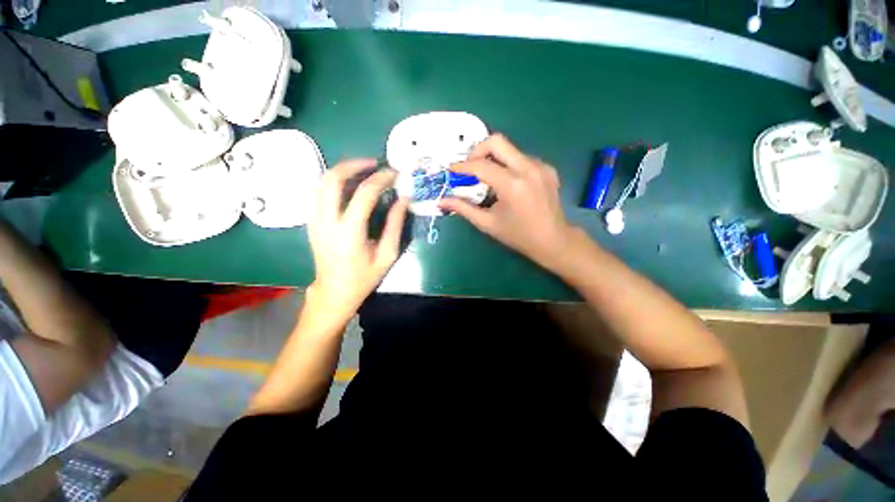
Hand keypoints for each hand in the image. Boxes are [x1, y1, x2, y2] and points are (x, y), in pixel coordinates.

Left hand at [308, 159, 408, 315]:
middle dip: (355, 165)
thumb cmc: (364, 277)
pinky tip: (350, 184)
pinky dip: (335, 181)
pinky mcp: (312, 221)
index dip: (382, 179)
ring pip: (322, 181)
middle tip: (375, 163)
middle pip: (333, 178)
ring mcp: (315, 220)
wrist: (334, 291)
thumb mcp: (387, 254)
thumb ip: (395, 224)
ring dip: (343, 170)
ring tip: (364, 170)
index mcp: (349, 232)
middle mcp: (327, 221)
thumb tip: (404, 198)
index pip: (364, 193)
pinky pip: (319, 191)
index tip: (395, 174)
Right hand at [439, 134, 578, 271]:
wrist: (553, 240)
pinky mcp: (547, 168)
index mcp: (512, 185)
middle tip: (469, 167)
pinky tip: (508, 182)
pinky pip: (522, 158)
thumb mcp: (487, 223)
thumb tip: (442, 201)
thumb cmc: (518, 235)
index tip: (451, 169)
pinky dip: (509, 165)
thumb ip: (463, 209)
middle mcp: (528, 168)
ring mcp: (540, 166)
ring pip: (510, 149)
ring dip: (494, 159)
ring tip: (488, 178)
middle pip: (497, 141)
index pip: (481, 166)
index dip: (462, 166)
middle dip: (477, 150)